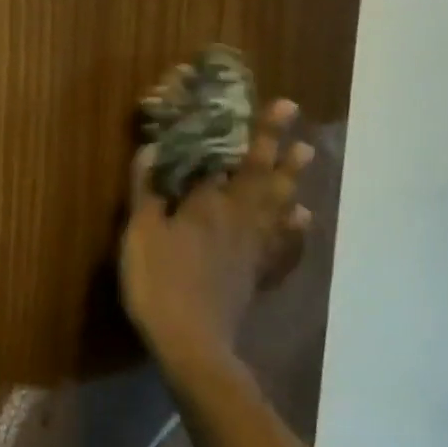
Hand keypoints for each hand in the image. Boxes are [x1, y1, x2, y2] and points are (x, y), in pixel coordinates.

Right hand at [120, 97, 312, 363]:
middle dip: (278, 145)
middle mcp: (238, 219)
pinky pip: (283, 247)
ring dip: (292, 178)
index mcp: (209, 204)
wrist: (191, 340)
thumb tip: (149, 151)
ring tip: (306, 154)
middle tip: (296, 117)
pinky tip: (303, 220)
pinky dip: (295, 231)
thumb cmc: (159, 282)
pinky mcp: (257, 274)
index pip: (233, 160)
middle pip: (263, 176)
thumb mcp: (140, 234)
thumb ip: (146, 191)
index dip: (256, 132)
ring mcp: (253, 248)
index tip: (278, 105)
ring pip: (278, 205)